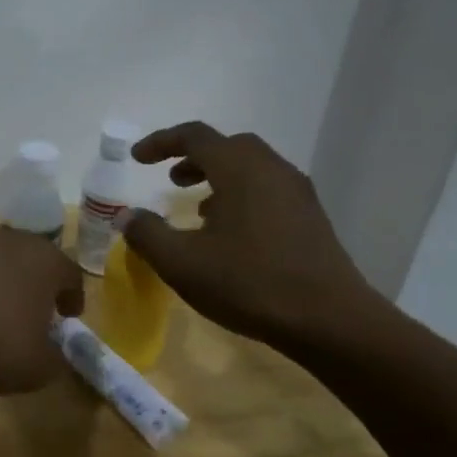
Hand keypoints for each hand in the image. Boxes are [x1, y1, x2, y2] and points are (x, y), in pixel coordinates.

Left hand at [0, 227, 84, 393]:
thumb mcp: (38, 367)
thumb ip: (54, 359)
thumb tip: (53, 355)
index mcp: (44, 261)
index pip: (70, 273)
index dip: (73, 296)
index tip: (69, 315)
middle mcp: (8, 242)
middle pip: (30, 258)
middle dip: (34, 282)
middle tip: (33, 309)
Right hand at [120, 122, 377, 346]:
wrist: (329, 320)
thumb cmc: (248, 283)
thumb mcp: (181, 263)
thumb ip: (146, 234)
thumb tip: (126, 215)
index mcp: (240, 171)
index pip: (196, 136)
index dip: (161, 142)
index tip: (136, 159)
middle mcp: (272, 171)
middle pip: (229, 146)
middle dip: (194, 156)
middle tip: (170, 179)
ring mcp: (297, 194)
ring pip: (252, 168)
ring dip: (219, 176)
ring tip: (198, 207)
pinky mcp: (310, 219)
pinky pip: (268, 189)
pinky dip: (241, 194)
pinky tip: (229, 232)